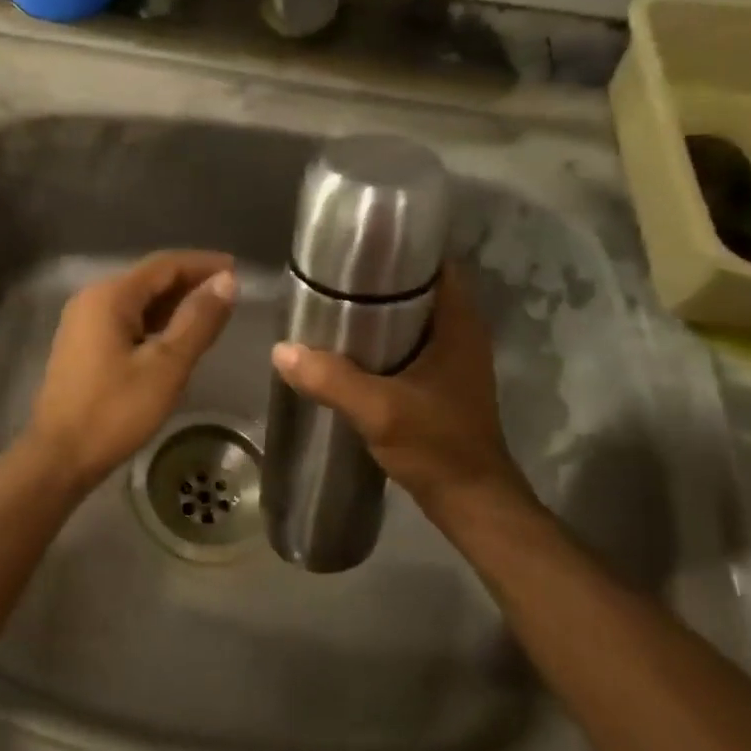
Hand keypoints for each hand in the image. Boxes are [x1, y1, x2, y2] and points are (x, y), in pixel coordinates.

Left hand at [26, 251, 237, 491]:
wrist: (60, 456)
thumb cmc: (115, 411)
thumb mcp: (166, 367)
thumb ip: (197, 321)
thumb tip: (226, 282)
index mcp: (110, 296)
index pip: (164, 264)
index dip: (203, 264)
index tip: (238, 270)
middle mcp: (92, 299)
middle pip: (149, 280)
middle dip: (190, 284)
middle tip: (230, 297)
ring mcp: (83, 322)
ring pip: (137, 302)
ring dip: (173, 305)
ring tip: (211, 316)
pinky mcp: (82, 345)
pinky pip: (125, 321)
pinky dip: (154, 324)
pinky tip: (176, 339)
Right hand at [271, 265, 535, 527]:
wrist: (469, 501)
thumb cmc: (437, 446)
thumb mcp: (379, 410)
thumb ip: (332, 379)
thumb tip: (281, 349)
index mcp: (458, 325)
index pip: (434, 266)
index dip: (399, 251)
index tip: (355, 248)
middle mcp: (458, 335)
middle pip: (416, 291)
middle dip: (375, 283)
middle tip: (328, 279)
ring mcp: (449, 361)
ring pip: (408, 321)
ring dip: (374, 314)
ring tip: (328, 307)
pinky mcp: (437, 384)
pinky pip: (404, 348)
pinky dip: (377, 343)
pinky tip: (343, 351)